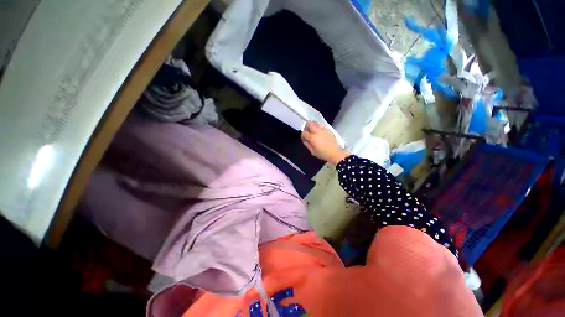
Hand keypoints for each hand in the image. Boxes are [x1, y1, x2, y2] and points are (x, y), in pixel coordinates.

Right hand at [301, 121, 350, 165]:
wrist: (335, 153)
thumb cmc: (323, 154)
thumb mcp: (313, 151)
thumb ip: (307, 144)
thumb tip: (305, 140)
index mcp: (313, 137)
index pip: (304, 132)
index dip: (302, 135)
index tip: (304, 138)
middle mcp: (317, 131)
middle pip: (309, 123)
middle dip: (306, 126)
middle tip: (308, 132)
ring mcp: (323, 129)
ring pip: (315, 123)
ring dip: (313, 127)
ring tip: (314, 134)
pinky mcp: (328, 130)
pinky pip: (321, 127)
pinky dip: (319, 129)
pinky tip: (321, 135)